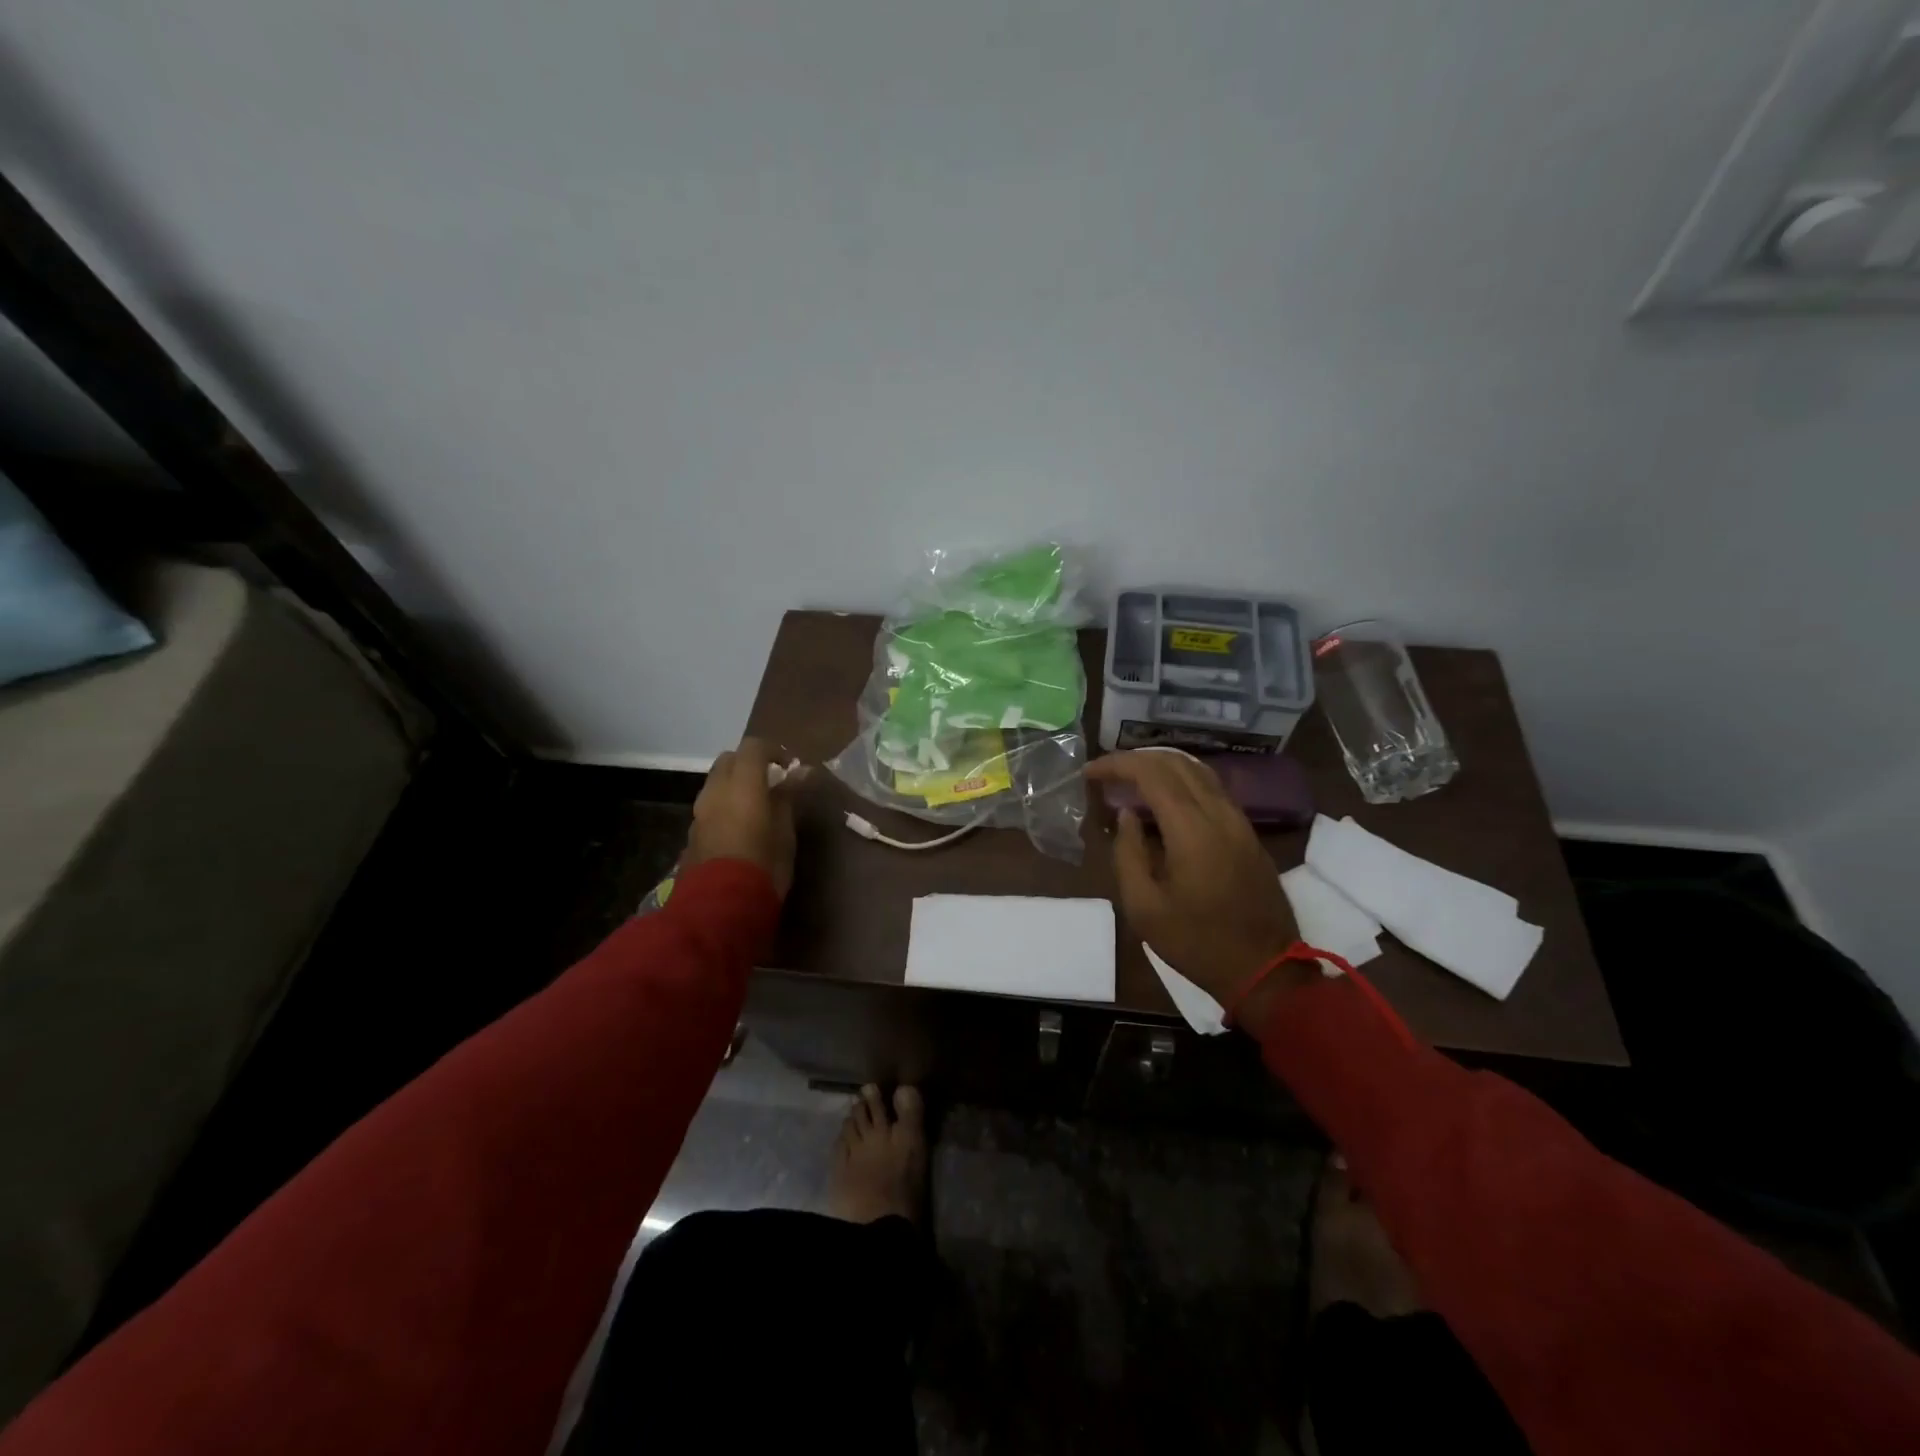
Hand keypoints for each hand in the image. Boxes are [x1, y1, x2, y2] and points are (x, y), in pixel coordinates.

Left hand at [684, 738, 799, 900]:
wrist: (720, 907)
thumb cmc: (763, 865)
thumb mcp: (785, 832)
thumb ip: (788, 797)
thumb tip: (800, 772)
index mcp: (741, 784)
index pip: (753, 747)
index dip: (773, 750)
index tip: (790, 767)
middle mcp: (715, 791)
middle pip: (729, 760)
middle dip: (749, 764)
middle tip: (772, 782)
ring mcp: (700, 812)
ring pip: (716, 783)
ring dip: (735, 785)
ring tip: (757, 806)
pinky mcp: (693, 834)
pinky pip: (710, 806)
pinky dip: (725, 805)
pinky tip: (741, 827)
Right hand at [1086, 750, 1306, 1023]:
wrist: (1265, 969)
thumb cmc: (1196, 942)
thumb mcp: (1144, 907)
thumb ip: (1128, 854)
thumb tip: (1126, 816)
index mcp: (1192, 830)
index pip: (1151, 774)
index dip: (1117, 765)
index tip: (1089, 773)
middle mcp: (1219, 813)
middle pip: (1176, 763)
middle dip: (1136, 760)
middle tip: (1105, 774)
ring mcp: (1239, 821)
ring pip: (1198, 771)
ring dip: (1160, 766)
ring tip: (1130, 780)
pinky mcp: (1247, 833)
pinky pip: (1212, 788)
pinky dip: (1181, 781)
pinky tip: (1162, 799)